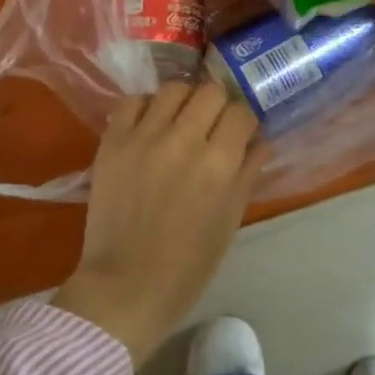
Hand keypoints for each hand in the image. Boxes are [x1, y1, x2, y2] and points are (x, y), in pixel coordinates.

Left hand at [53, 82, 262, 361]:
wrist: (125, 286)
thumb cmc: (188, 265)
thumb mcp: (229, 221)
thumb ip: (247, 173)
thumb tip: (261, 141)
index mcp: (218, 163)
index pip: (241, 112)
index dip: (244, 120)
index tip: (240, 131)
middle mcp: (184, 139)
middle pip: (210, 91)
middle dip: (218, 105)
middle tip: (212, 124)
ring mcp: (145, 136)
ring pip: (173, 88)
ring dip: (183, 101)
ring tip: (180, 120)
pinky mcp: (113, 141)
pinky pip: (133, 102)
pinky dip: (145, 107)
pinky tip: (149, 125)